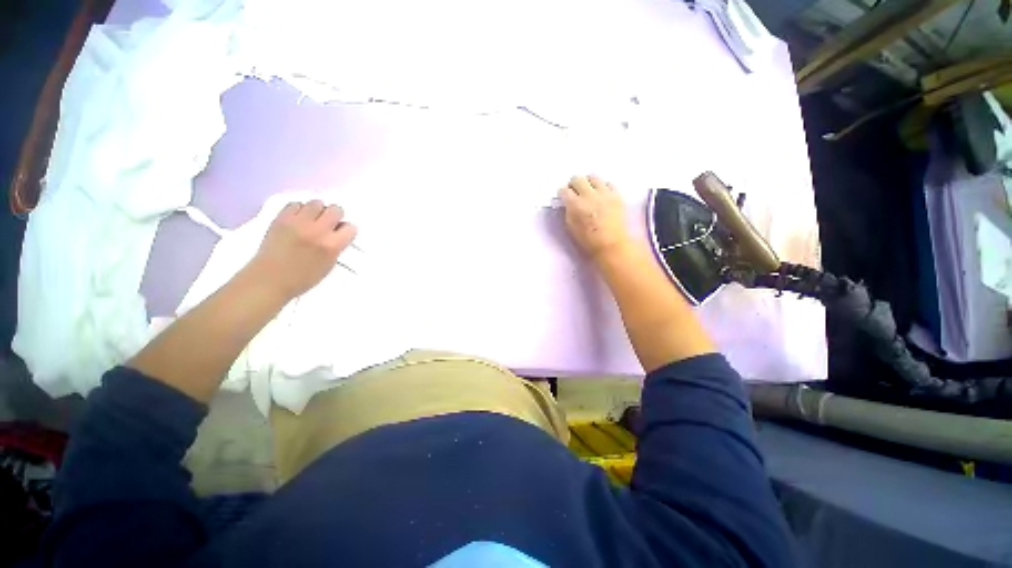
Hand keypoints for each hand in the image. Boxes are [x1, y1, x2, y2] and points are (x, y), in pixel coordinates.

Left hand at [249, 200, 357, 299]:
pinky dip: (299, 209)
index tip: (341, 235)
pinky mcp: (281, 218)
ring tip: (311, 221)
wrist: (269, 280)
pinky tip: (297, 220)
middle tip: (328, 224)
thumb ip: (336, 247)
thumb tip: (337, 233)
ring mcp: (298, 223)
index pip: (350, 227)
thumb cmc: (302, 278)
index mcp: (332, 246)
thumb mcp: (329, 265)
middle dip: (335, 216)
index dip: (346, 230)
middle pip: (336, 209)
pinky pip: (295, 204)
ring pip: (316, 203)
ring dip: (317, 211)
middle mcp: (318, 231)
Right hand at [558, 175, 630, 260]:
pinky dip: (603, 186)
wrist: (612, 245)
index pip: (564, 190)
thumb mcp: (571, 227)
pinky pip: (608, 183)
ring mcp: (604, 193)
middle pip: (577, 179)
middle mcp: (589, 195)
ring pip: (593, 177)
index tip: (563, 196)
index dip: (562, 193)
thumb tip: (568, 203)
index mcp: (575, 205)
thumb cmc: (588, 241)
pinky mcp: (617, 195)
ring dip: (588, 182)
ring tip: (589, 190)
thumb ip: (568, 212)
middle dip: (573, 184)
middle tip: (574, 191)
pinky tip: (602, 194)